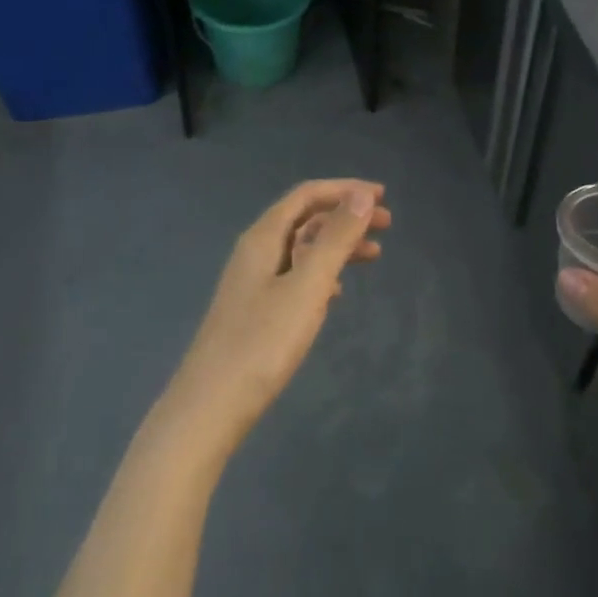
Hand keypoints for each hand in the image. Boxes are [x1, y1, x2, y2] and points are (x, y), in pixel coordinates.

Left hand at [162, 180, 390, 453]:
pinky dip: (322, 273)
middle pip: (305, 219)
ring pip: (302, 249)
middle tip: (386, 226)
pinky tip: (337, 291)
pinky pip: (295, 276)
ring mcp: (253, 282)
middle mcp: (256, 252)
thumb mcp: (307, 286)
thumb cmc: (262, 342)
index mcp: (263, 238)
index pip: (306, 196)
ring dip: (338, 245)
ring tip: (374, 255)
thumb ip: (335, 239)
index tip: (382, 196)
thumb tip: (362, 195)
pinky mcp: (256, 310)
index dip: (345, 190)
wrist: (211, 406)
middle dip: (346, 216)